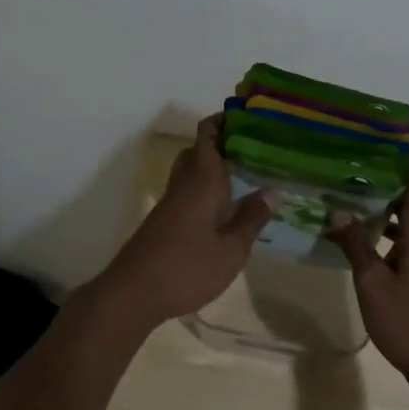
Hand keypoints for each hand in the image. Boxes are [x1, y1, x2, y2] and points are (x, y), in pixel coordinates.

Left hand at [97, 117, 274, 328]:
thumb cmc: (188, 266)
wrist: (134, 291)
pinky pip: (189, 188)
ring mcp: (172, 199)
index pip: (208, 132)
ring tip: (246, 175)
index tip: (250, 118)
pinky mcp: (165, 217)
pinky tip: (226, 207)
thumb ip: (253, 217)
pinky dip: (207, 186)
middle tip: (256, 148)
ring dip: (215, 166)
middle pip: (200, 147)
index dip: (225, 119)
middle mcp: (185, 180)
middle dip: (225, 142)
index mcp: (203, 177)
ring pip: (193, 168)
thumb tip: (274, 190)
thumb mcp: (232, 248)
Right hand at [327, 158, 408, 396]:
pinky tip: (358, 238)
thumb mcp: (372, 284)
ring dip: (378, 207)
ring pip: (406, 215)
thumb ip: (355, 243)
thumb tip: (336, 209)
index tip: (366, 145)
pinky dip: (385, 231)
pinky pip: (408, 236)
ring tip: (341, 200)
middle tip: (340, 171)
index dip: (397, 154)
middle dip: (377, 178)